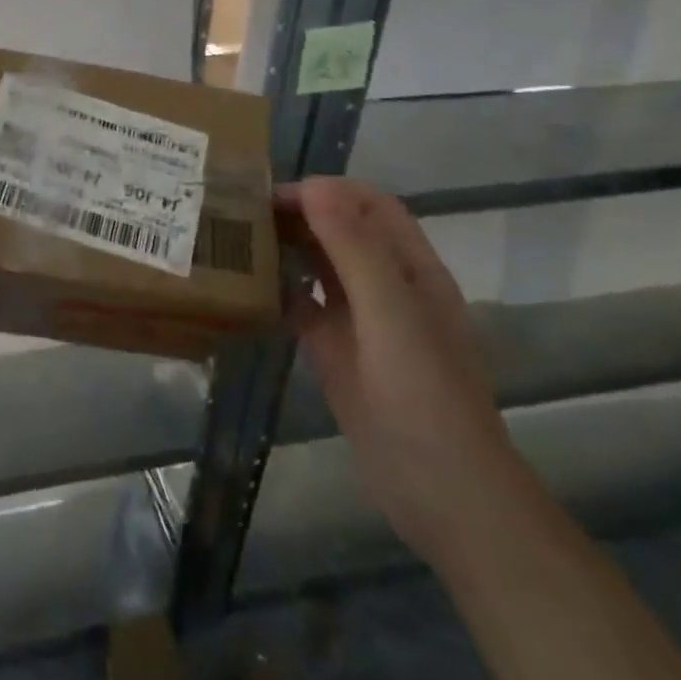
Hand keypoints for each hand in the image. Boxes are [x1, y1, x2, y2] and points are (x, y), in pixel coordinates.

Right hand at [280, 177, 523, 563]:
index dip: (327, 192)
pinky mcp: (338, 354)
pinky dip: (280, 293)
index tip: (273, 195)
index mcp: (412, 269)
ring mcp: (362, 322)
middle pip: (342, 231)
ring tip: (239, 240)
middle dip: (300, 214)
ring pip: (321, 267)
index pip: (369, 206)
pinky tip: (248, 291)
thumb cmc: (423, 396)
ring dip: (288, 249)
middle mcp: (388, 287)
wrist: (442, 494)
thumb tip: (315, 185)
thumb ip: (354, 249)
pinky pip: (305, 309)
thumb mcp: (390, 315)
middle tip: (244, 214)